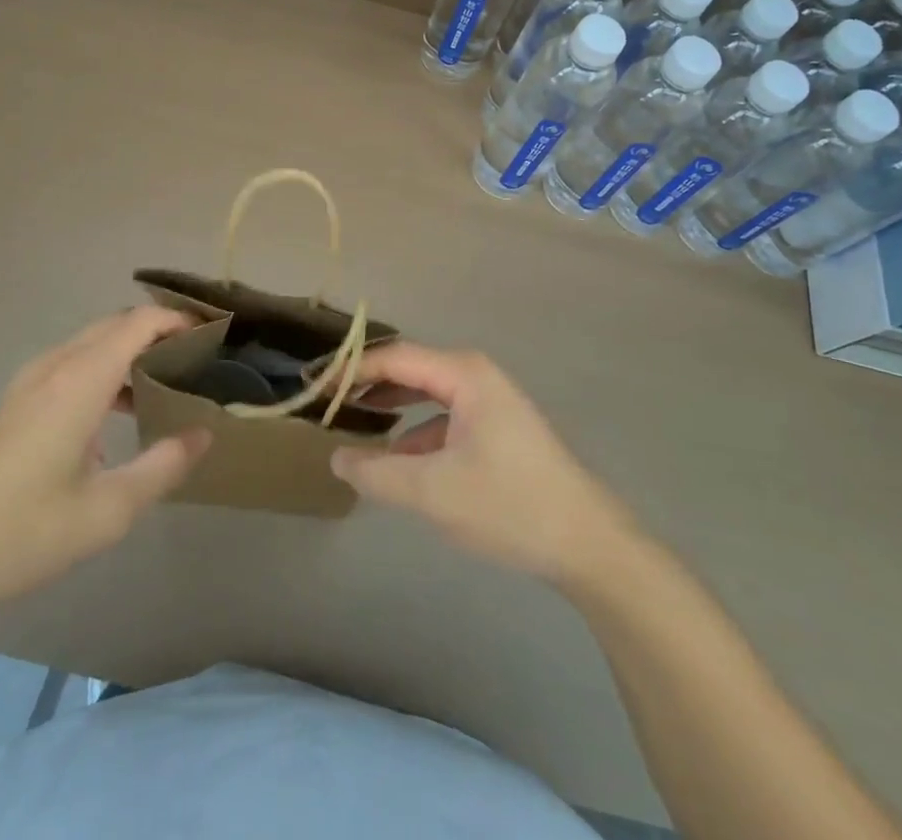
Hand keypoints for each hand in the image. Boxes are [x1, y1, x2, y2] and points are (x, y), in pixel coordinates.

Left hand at [0, 308, 210, 623]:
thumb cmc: (22, 533)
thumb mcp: (107, 511)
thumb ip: (162, 466)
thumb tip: (202, 433)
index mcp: (79, 382)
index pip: (138, 323)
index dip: (177, 320)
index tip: (212, 336)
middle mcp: (55, 367)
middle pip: (116, 324)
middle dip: (159, 330)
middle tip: (198, 358)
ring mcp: (30, 381)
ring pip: (93, 341)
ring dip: (132, 348)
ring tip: (168, 380)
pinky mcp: (18, 400)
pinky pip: (73, 361)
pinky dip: (106, 366)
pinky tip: (119, 409)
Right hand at [332, 344, 637, 585]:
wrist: (586, 543)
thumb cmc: (509, 505)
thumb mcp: (432, 492)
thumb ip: (376, 472)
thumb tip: (335, 456)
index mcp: (463, 373)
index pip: (394, 358)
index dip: (351, 370)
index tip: (315, 386)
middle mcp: (476, 375)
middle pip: (409, 369)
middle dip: (368, 384)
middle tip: (327, 402)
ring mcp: (490, 400)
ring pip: (427, 392)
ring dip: (390, 406)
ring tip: (353, 423)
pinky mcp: (497, 427)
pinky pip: (444, 415)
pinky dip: (415, 429)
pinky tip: (397, 458)